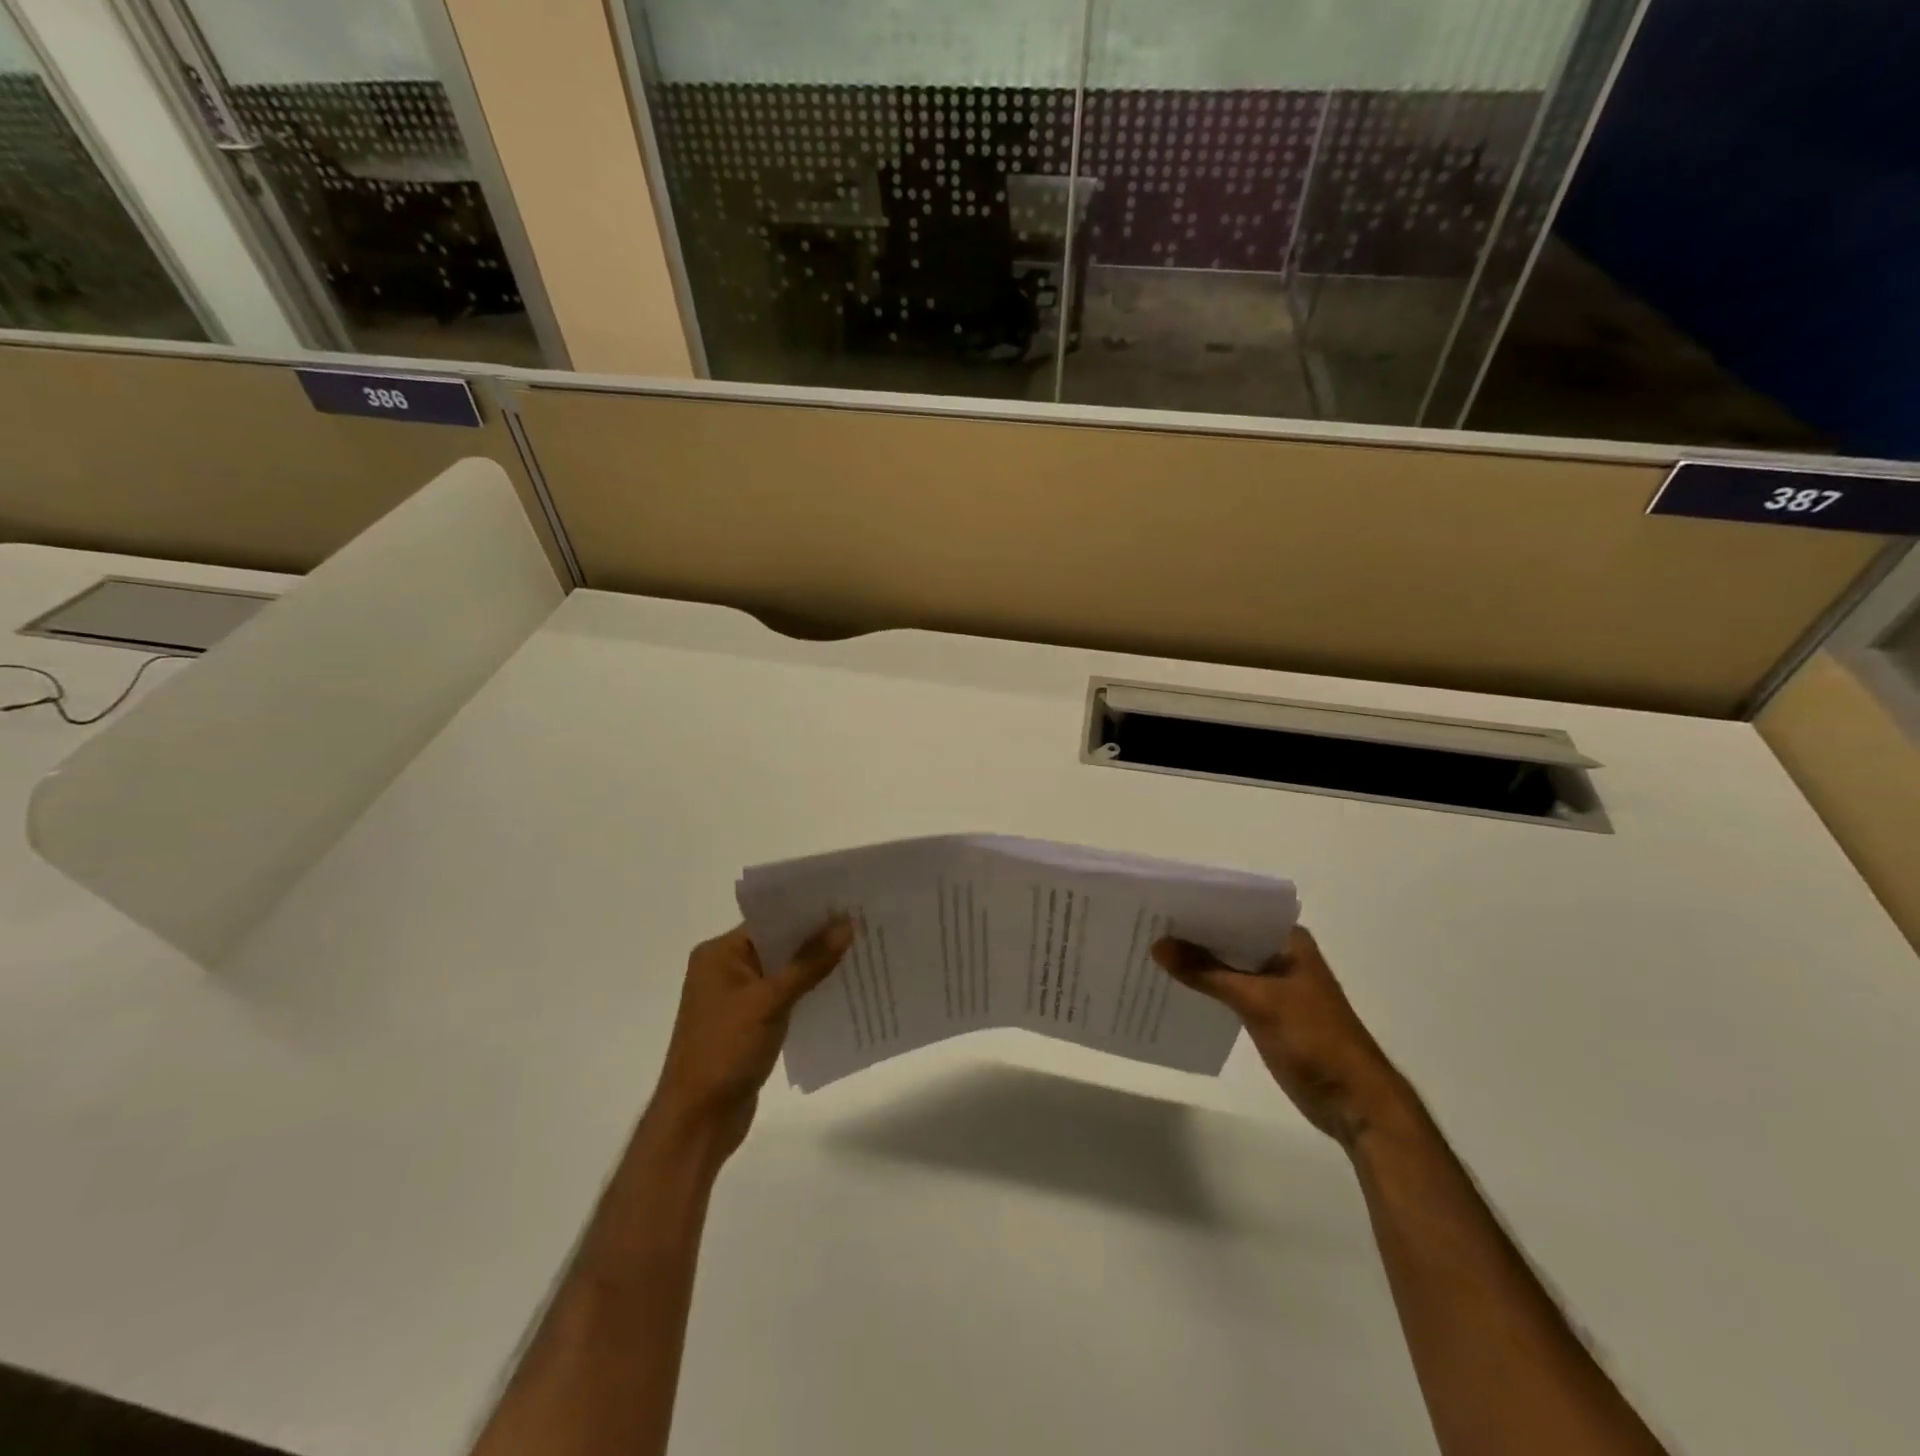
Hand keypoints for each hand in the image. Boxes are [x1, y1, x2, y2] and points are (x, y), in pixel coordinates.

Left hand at [646, 917, 852, 1165]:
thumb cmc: (725, 1050)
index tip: (848, 901)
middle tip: (863, 923)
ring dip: (817, 966)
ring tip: (862, 951)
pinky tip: (843, 989)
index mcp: (719, 954)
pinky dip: (809, 992)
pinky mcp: (751, 1024)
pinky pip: (786, 997)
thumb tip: (847, 924)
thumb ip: (809, 963)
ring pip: (785, 971)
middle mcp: (726, 969)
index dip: (807, 910)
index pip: (770, 919)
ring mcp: (738, 999)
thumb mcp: (769, 1001)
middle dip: (817, 937)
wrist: (698, 1122)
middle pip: (779, 943)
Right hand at [1153, 926, 1407, 1147]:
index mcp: (1288, 939)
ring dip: (1197, 962)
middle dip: (1192, 935)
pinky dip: (1206, 987)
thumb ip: (1206, 972)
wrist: (1354, 1103)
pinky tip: (1174, 985)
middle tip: (1146, 925)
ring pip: (1227, 964)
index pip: (1237, 910)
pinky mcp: (1267, 1012)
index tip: (1160, 902)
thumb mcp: (1257, 1001)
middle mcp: (1280, 954)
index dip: (1200, 907)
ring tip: (1151, 951)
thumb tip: (1158, 945)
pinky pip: (1228, 989)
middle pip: (1228, 937)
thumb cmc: (1313, 1039)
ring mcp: (1274, 984)